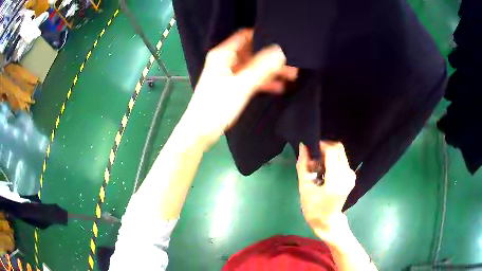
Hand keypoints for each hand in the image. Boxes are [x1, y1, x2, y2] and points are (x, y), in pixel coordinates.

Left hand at [183, 29, 297, 147]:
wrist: (201, 131)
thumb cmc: (216, 107)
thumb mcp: (241, 85)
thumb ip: (262, 68)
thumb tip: (280, 52)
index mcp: (223, 55)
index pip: (244, 36)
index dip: (262, 35)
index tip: (281, 38)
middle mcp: (226, 61)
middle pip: (252, 52)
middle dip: (271, 56)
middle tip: (293, 61)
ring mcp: (230, 74)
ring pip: (254, 67)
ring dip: (271, 70)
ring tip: (292, 74)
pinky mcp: (233, 86)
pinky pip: (251, 79)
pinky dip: (264, 82)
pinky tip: (280, 86)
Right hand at [296, 141, 355, 234]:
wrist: (327, 220)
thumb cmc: (313, 207)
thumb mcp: (304, 188)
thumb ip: (303, 165)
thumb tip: (304, 146)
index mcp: (336, 180)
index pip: (332, 151)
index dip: (320, 145)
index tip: (310, 150)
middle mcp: (347, 174)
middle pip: (338, 148)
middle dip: (325, 147)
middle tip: (313, 157)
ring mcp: (351, 175)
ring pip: (340, 152)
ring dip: (328, 153)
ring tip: (318, 165)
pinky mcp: (352, 175)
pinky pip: (342, 159)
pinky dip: (332, 159)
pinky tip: (324, 170)